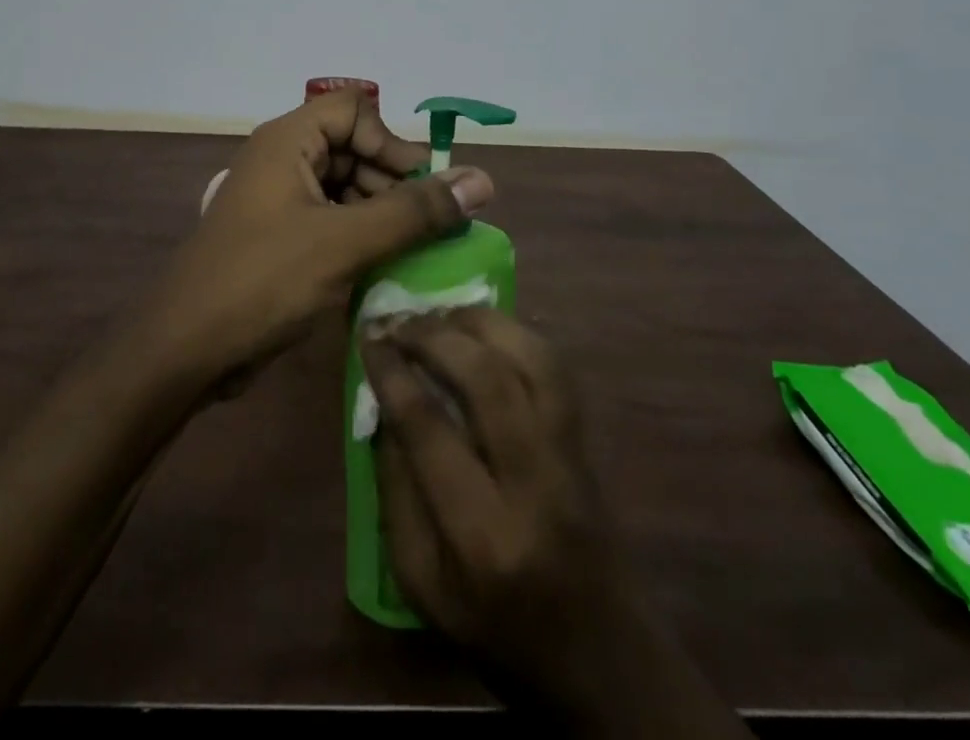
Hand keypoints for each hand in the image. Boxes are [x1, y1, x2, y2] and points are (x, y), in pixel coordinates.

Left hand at [150, 88, 494, 383]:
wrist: (185, 349)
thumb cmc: (263, 280)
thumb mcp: (345, 242)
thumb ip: (414, 211)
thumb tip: (483, 180)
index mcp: (288, 141)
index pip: (355, 111)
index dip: (392, 143)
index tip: (423, 189)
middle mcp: (283, 160)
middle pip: (353, 148)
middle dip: (393, 183)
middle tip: (428, 227)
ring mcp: (279, 201)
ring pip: (345, 188)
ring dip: (382, 214)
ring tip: (413, 253)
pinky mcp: (279, 238)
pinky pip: (331, 221)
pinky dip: (360, 237)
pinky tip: (384, 270)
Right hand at [365, 309, 745, 735]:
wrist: (601, 658)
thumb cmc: (498, 631)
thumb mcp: (422, 585)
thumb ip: (397, 493)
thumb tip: (384, 409)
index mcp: (482, 535)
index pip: (429, 428)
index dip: (393, 373)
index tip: (368, 340)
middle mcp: (533, 484)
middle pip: (486, 380)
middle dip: (433, 336)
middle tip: (397, 320)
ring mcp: (569, 456)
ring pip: (530, 360)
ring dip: (478, 323)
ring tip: (438, 311)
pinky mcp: (587, 441)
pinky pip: (554, 368)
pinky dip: (515, 334)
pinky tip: (483, 328)